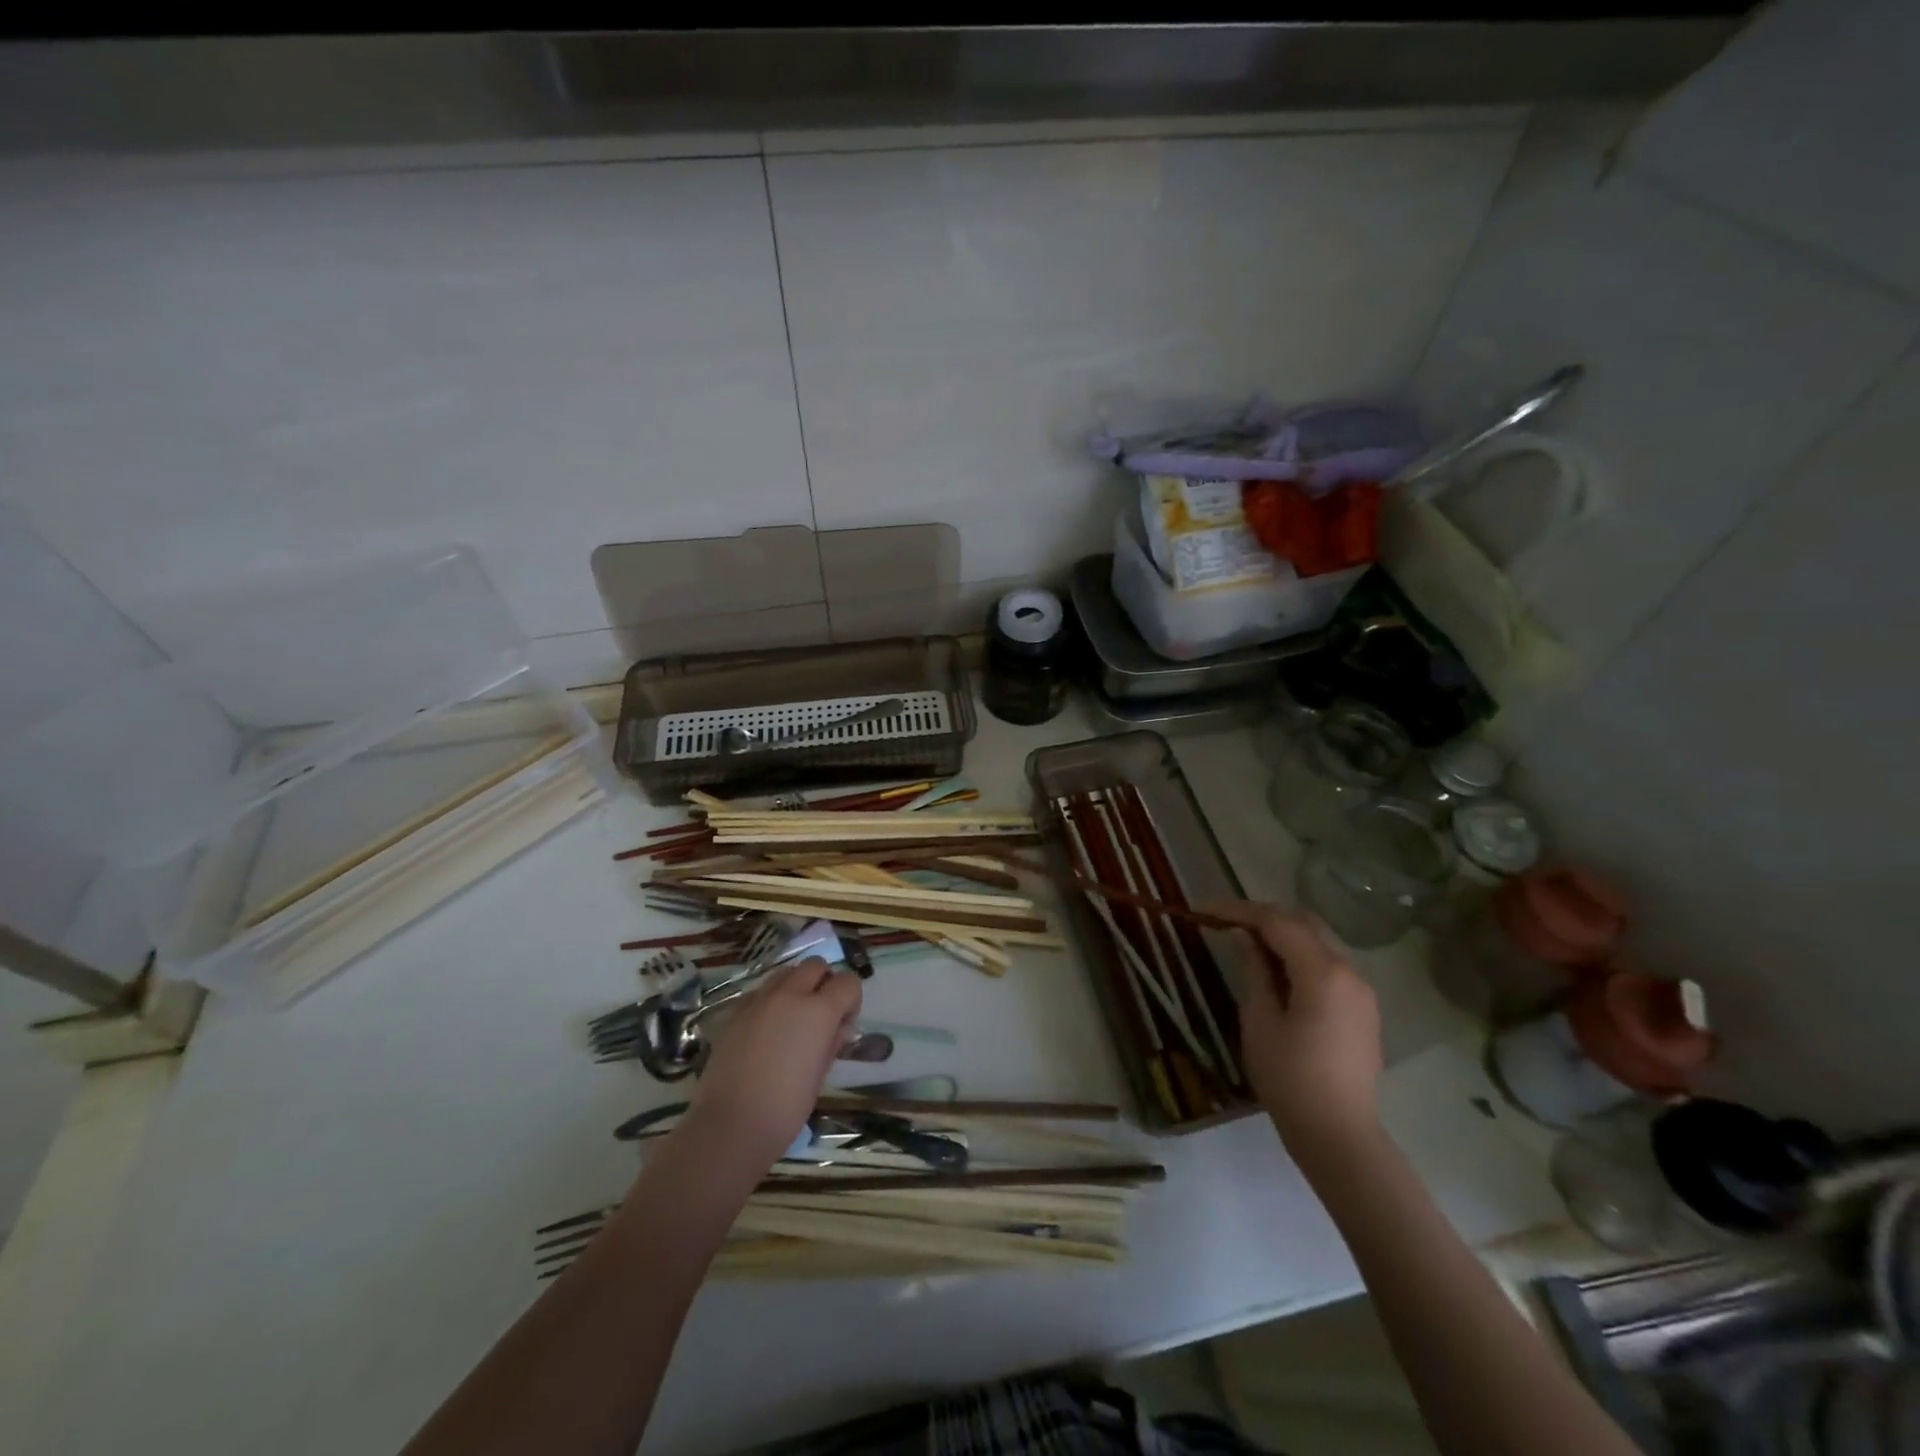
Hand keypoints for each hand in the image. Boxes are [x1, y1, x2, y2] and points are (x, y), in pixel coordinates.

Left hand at [682, 958, 862, 1174]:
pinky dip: (771, 1000)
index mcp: (819, 1011)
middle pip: (815, 965)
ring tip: (792, 1018)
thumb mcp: (820, 1075)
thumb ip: (833, 1041)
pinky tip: (766, 1030)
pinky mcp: (735, 1011)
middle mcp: (790, 994)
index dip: (851, 1000)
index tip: (844, 1023)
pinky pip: (760, 992)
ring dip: (796, 986)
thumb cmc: (786, 1108)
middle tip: (820, 1015)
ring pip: (786, 972)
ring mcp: (759, 1000)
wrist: (730, 1125)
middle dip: (824, 982)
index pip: (848, 981)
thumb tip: (839, 1027)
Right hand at [1205, 902, 1382, 1168]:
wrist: (1339, 1135)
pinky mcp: (1362, 1006)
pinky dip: (1299, 952)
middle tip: (1222, 919)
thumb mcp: (1260, 1021)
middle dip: (1261, 914)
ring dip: (1281, 931)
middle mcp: (1349, 970)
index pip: (1276, 922)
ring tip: (1243, 938)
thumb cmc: (1290, 1080)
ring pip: (1318, 939)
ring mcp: (1361, 989)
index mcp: (1322, 973)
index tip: (1202, 910)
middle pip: (1302, 922)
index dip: (1237, 910)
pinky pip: (1328, 962)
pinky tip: (1274, 965)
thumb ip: (1253, 970)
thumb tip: (1242, 935)